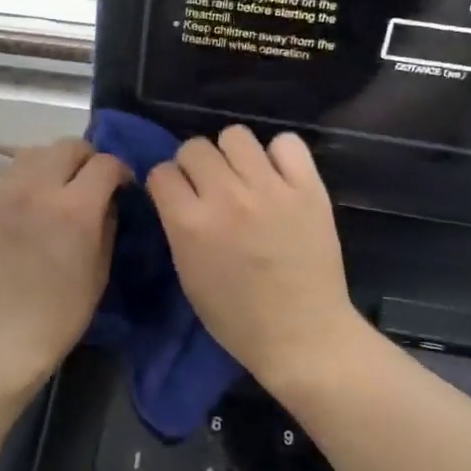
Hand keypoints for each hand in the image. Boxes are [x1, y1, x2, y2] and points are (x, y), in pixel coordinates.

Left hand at [0, 138, 127, 395]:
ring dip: (53, 165)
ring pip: (32, 155)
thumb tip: (108, 199)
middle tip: (90, 183)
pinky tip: (27, 215)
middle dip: (86, 158)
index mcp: (74, 208)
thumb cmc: (59, 315)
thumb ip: (107, 224)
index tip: (122, 186)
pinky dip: (25, 187)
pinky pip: (9, 182)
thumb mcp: (99, 272)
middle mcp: (36, 190)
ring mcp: (1, 195)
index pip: (104, 163)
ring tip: (57, 190)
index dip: (120, 170)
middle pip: (66, 146)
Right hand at [147, 126, 362, 392]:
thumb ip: (179, 228)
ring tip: (245, 178)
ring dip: (233, 155)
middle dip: (196, 166)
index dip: (167, 184)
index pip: (162, 172)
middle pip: (195, 147)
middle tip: (212, 189)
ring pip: (236, 135)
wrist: (302, 335)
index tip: (178, 197)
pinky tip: (279, 178)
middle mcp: (226, 197)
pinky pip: (286, 143)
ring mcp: (270, 189)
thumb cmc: (237, 318)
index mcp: (191, 224)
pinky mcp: (308, 188)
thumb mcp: (188, 276)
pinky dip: (279, 155)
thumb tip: (179, 195)